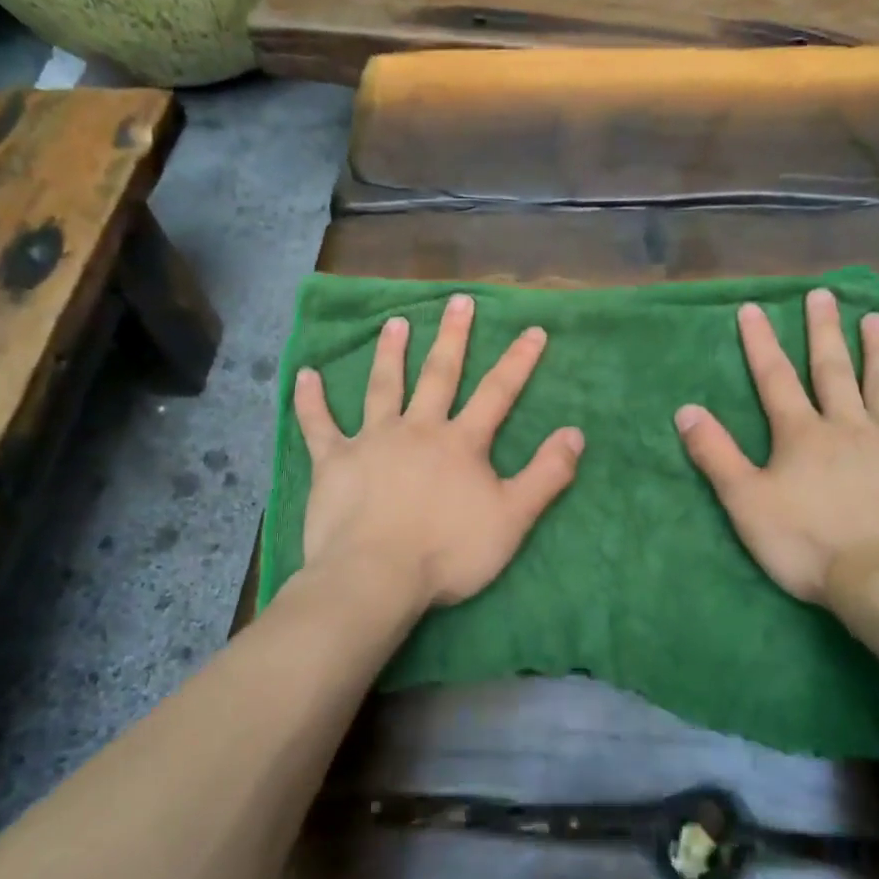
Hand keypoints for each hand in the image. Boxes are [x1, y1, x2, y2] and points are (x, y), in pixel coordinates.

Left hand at [293, 293, 583, 611]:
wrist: (375, 576)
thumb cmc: (448, 552)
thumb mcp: (512, 519)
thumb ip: (546, 475)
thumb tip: (576, 433)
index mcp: (461, 442)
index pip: (497, 392)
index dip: (518, 360)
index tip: (532, 329)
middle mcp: (418, 429)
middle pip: (439, 375)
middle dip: (452, 337)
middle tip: (458, 301)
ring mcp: (372, 440)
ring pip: (382, 387)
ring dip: (390, 353)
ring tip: (394, 323)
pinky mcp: (334, 461)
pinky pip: (319, 425)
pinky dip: (310, 400)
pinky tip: (303, 374)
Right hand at [675, 289, 878, 606]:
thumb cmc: (810, 545)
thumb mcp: (746, 504)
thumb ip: (716, 455)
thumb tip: (685, 410)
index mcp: (803, 435)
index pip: (775, 379)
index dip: (761, 342)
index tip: (754, 308)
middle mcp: (849, 426)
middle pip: (833, 371)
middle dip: (824, 332)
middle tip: (823, 295)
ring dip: (878, 351)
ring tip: (876, 317)